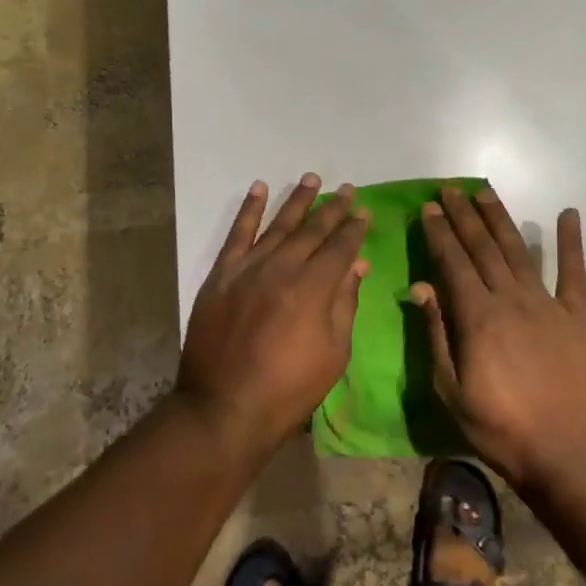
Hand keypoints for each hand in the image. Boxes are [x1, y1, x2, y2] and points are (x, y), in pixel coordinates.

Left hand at [178, 174, 370, 456]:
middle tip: (346, 189)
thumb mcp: (333, 353)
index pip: (340, 247)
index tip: (364, 210)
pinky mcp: (221, 274)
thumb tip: (357, 265)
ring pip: (278, 225)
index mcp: (314, 287)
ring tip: (311, 179)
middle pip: (312, 230)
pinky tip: (259, 189)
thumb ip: (345, 303)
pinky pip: (237, 234)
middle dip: (332, 209)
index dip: (354, 228)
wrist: (223, 406)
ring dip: (296, 201)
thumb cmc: (288, 389)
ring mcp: (248, 268)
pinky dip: (248, 209)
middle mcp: (282, 267)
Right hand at [414, 186, 585, 491]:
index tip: (429, 208)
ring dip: (500, 219)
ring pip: (518, 251)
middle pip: (482, 248)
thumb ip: (436, 335)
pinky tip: (568, 214)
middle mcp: (510, 299)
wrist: (568, 453)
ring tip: (484, 193)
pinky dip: (570, 242)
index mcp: (477, 317)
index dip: (440, 234)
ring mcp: (547, 305)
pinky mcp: (576, 317)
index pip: (453, 263)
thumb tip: (420, 288)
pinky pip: (574, 273)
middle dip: (463, 217)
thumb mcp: (451, 390)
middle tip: (450, 189)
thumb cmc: (501, 427)